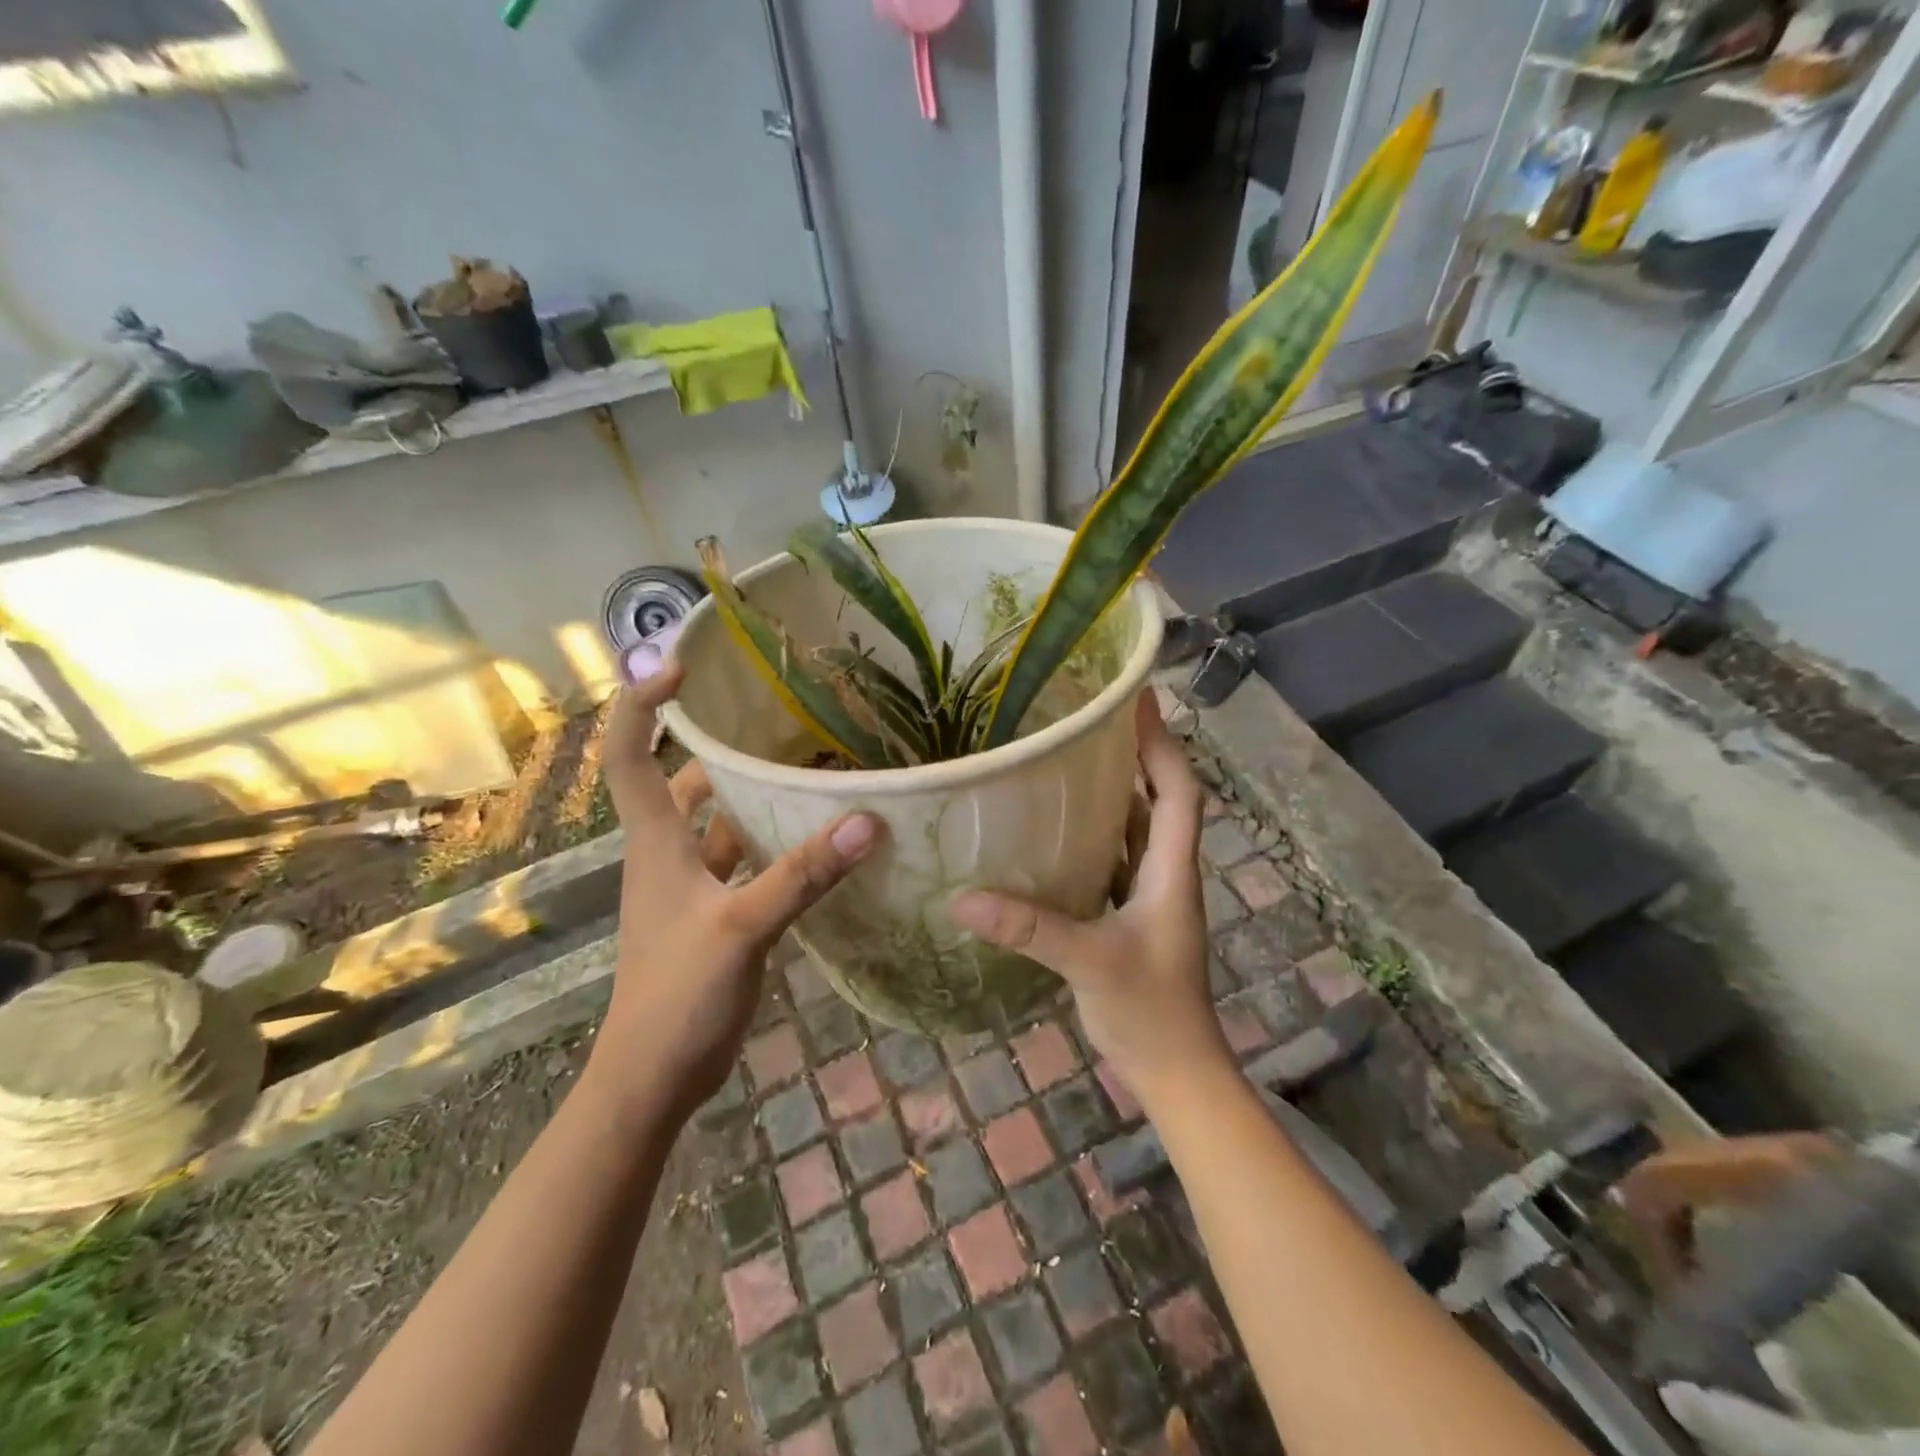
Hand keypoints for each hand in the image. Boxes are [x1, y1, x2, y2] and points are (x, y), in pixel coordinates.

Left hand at [586, 662, 881, 1121]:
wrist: (653, 1078)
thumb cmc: (678, 996)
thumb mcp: (742, 928)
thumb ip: (802, 874)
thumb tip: (866, 820)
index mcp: (655, 842)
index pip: (629, 754)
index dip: (643, 705)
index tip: (684, 668)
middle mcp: (665, 854)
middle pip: (678, 780)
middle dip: (714, 743)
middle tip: (771, 715)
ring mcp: (687, 886)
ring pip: (714, 821)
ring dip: (747, 793)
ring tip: (802, 765)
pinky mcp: (712, 914)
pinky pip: (739, 860)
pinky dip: (767, 841)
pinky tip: (810, 838)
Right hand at [950, 692, 1227, 1106]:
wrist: (1176, 1071)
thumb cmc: (1149, 1010)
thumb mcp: (1088, 962)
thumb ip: (1029, 929)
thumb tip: (963, 900)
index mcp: (1171, 869)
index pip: (1178, 790)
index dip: (1162, 742)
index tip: (1139, 699)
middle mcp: (1166, 872)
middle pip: (1160, 799)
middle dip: (1136, 755)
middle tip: (1094, 719)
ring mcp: (1151, 896)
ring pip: (1137, 829)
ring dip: (1115, 792)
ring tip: (1072, 759)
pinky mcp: (1132, 916)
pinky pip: (1116, 859)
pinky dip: (1096, 835)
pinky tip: (1056, 831)